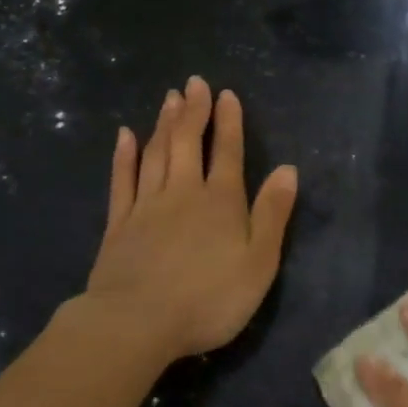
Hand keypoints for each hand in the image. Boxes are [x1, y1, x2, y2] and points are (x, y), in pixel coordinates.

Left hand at [56, 76, 298, 364]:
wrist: (136, 323)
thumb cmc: (209, 297)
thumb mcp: (259, 262)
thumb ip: (272, 213)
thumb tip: (288, 169)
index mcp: (221, 201)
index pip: (228, 152)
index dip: (229, 122)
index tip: (226, 94)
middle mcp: (184, 193)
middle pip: (188, 143)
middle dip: (193, 111)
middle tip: (194, 83)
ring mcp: (147, 206)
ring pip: (156, 154)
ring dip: (164, 124)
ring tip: (169, 98)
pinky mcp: (118, 224)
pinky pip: (122, 180)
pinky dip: (124, 156)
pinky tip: (125, 136)